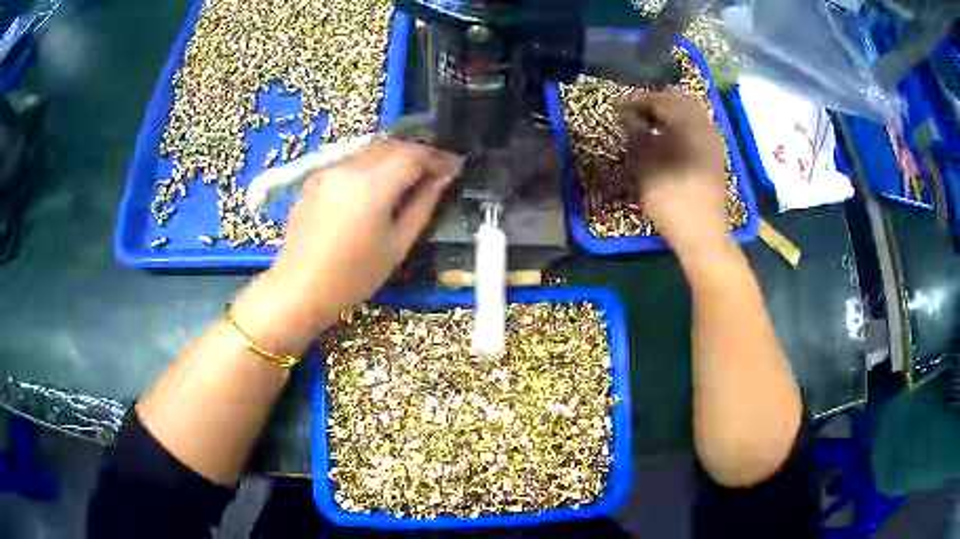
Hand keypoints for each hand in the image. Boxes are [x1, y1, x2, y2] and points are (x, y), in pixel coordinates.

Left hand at [232, 140, 462, 353]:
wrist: (300, 288)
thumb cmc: (354, 276)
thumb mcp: (398, 244)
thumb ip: (423, 204)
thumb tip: (443, 177)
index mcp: (372, 186)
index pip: (413, 155)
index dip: (438, 157)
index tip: (455, 166)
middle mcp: (348, 167)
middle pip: (391, 146)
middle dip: (417, 153)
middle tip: (436, 170)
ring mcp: (328, 170)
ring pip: (370, 150)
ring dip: (394, 157)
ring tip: (409, 177)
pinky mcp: (314, 178)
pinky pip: (350, 162)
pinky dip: (370, 167)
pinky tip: (375, 187)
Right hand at [619, 92, 727, 252]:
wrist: (702, 233)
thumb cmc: (670, 198)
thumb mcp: (644, 165)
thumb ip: (635, 133)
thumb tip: (628, 115)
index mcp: (687, 124)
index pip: (659, 101)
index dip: (636, 102)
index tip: (618, 108)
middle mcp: (704, 126)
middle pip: (679, 100)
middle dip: (656, 101)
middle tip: (635, 111)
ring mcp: (713, 140)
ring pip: (691, 113)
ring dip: (670, 113)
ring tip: (649, 123)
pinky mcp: (715, 155)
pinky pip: (698, 127)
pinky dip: (681, 125)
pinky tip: (668, 137)